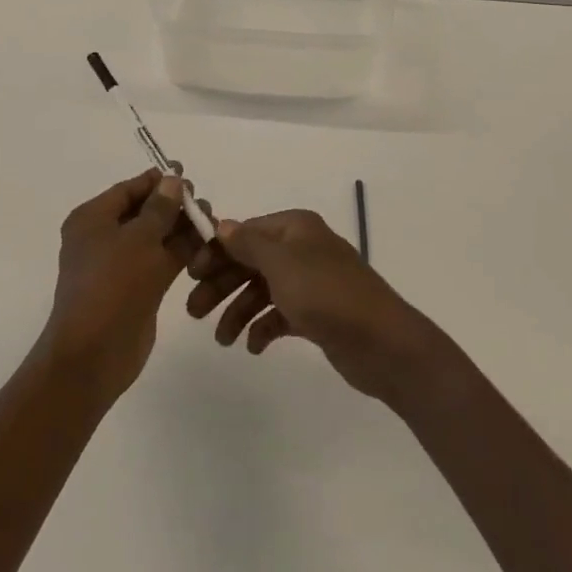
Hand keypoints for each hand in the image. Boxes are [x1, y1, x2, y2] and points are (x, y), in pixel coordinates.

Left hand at [37, 170, 198, 403]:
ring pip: (157, 237)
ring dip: (183, 229)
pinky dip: (182, 254)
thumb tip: (173, 180)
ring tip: (213, 224)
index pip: (129, 189)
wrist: (94, 354)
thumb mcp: (139, 238)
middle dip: (175, 206)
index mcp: (93, 219)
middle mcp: (104, 237)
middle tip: (204, 205)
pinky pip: (162, 261)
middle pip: (145, 212)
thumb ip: (161, 208)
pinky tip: (208, 248)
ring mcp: (121, 265)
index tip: (187, 174)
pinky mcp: (137, 288)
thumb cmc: (112, 285)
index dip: (158, 181)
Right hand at [186, 210, 445, 403]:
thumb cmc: (327, 294)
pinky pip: (279, 315)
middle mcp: (301, 249)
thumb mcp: (282, 263)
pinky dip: (263, 327)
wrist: (381, 343)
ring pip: (262, 290)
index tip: (190, 273)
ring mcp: (310, 282)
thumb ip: (249, 244)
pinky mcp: (316, 314)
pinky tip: (253, 347)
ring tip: (223, 340)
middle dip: (222, 284)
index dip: (217, 251)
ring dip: (239, 311)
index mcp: (295, 228)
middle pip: (250, 261)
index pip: (245, 232)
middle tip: (193, 312)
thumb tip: (222, 225)